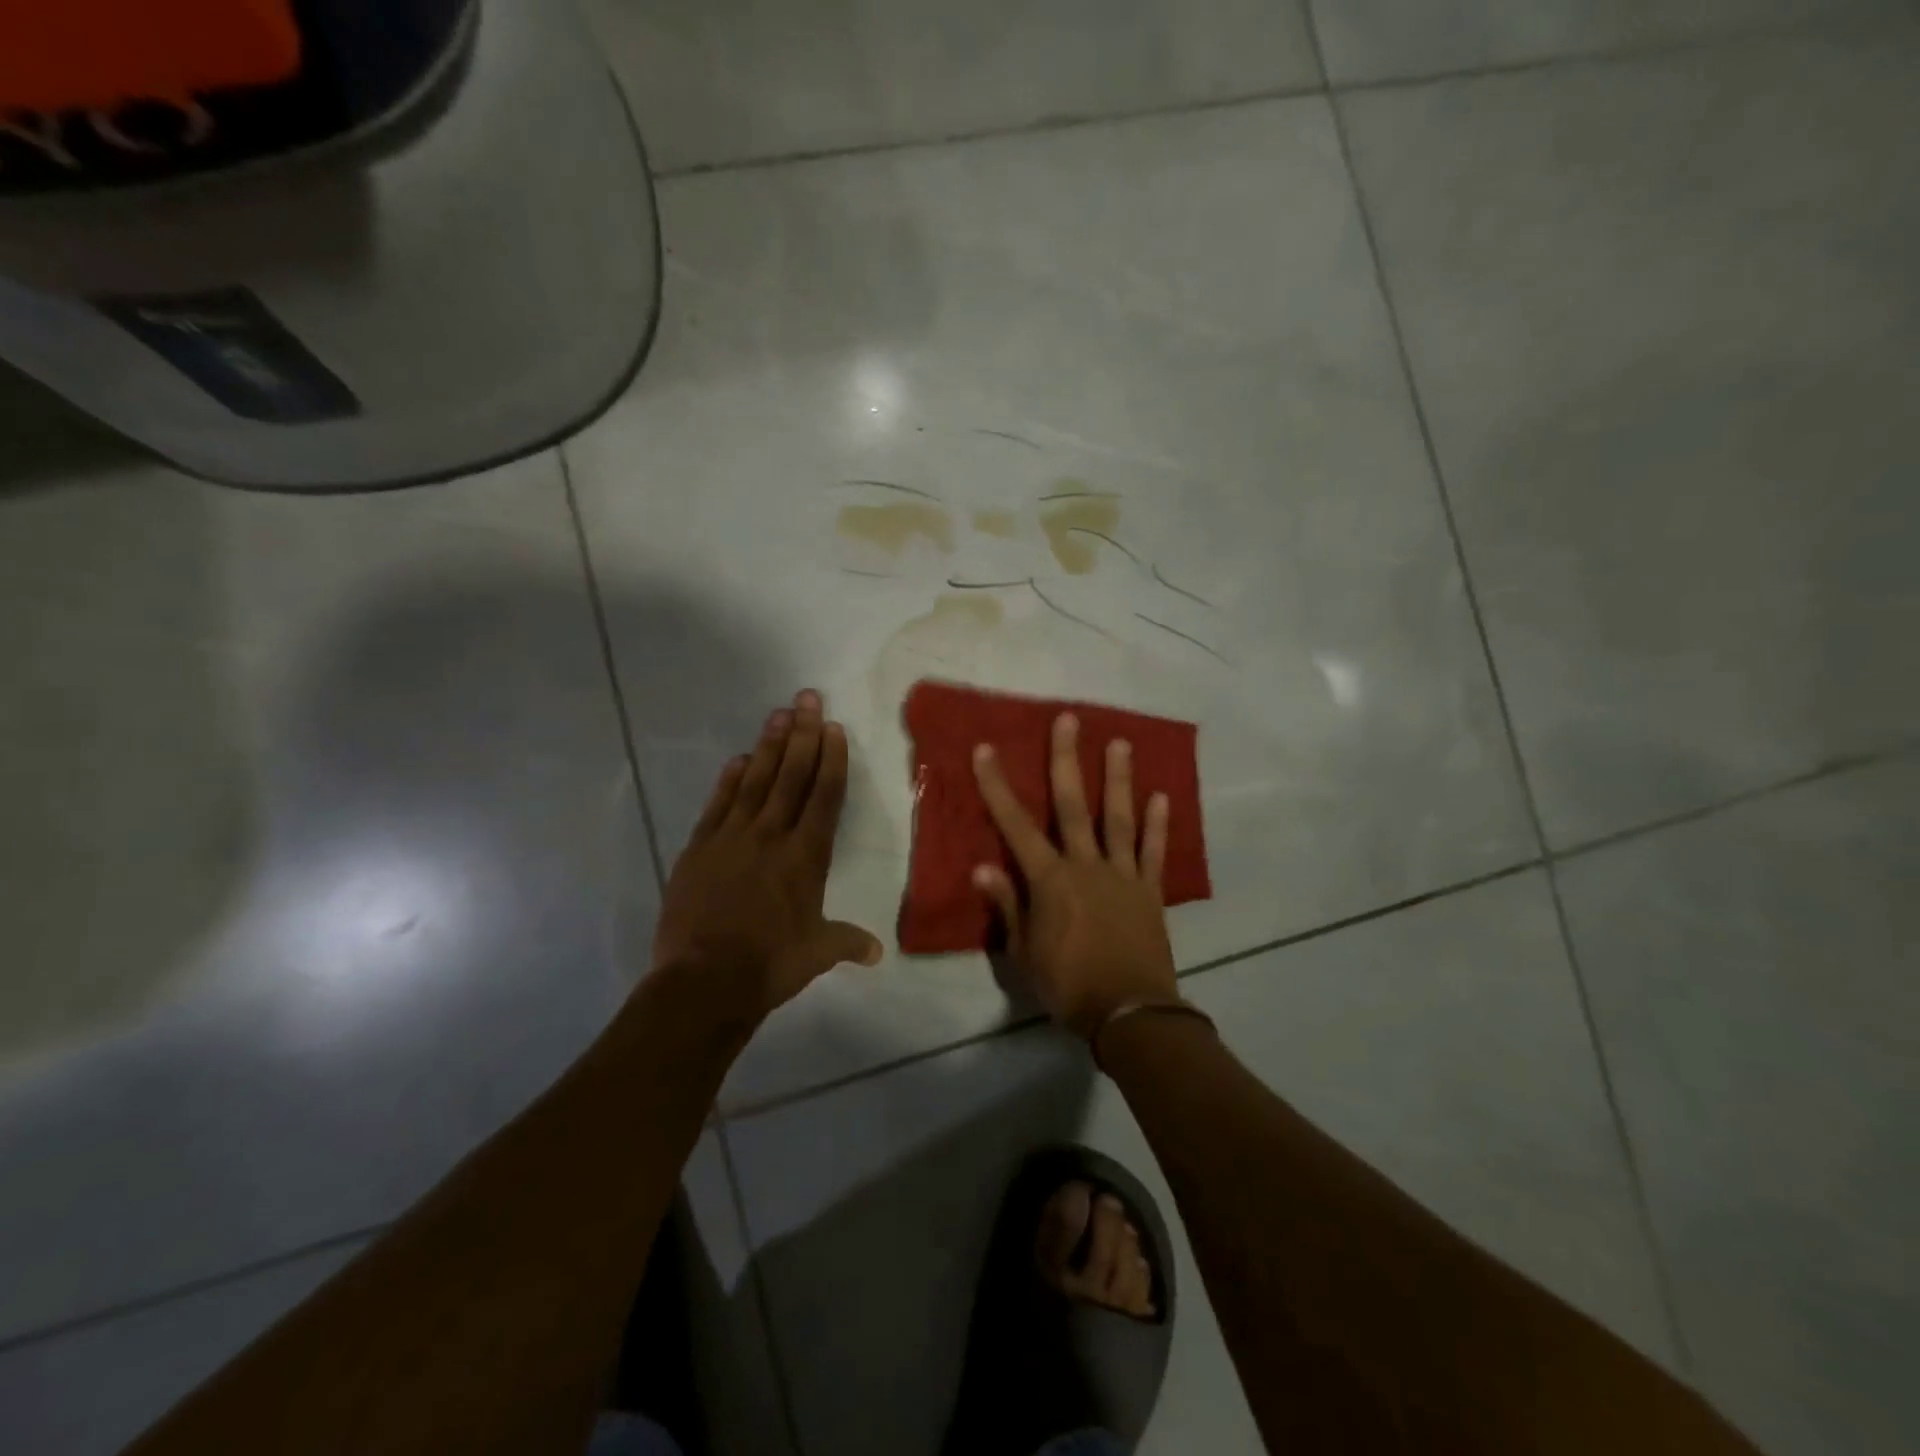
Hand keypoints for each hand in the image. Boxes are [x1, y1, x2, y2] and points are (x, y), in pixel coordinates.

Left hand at [652, 689, 882, 1030]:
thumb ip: (848, 943)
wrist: (705, 981)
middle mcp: (772, 835)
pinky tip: (739, 758)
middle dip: (803, 734)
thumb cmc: (771, 964)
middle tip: (808, 698)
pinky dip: (729, 779)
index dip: (831, 760)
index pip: (824, 796)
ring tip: (779, 714)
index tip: (833, 728)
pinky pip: (718, 804)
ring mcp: (732, 837)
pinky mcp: (700, 847)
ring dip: (769, 746)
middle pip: (791, 776)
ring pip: (755, 781)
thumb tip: (878, 952)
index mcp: (806, 856)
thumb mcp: (818, 953)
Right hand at [971, 712, 1179, 1038]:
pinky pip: (1153, 851)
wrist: (1130, 1014)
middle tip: (1068, 720)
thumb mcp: (1024, 952)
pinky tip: (1160, 796)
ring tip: (1121, 743)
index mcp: (1050, 880)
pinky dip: (1157, 824)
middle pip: (1073, 804)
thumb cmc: (1068, 985)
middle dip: (1066, 760)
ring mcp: (1122, 875)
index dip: (998, 786)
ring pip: (1118, 818)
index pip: (1016, 825)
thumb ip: (1007, 905)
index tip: (985, 750)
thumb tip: (983, 867)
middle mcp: (1086, 865)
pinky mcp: (1150, 890)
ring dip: (1118, 779)